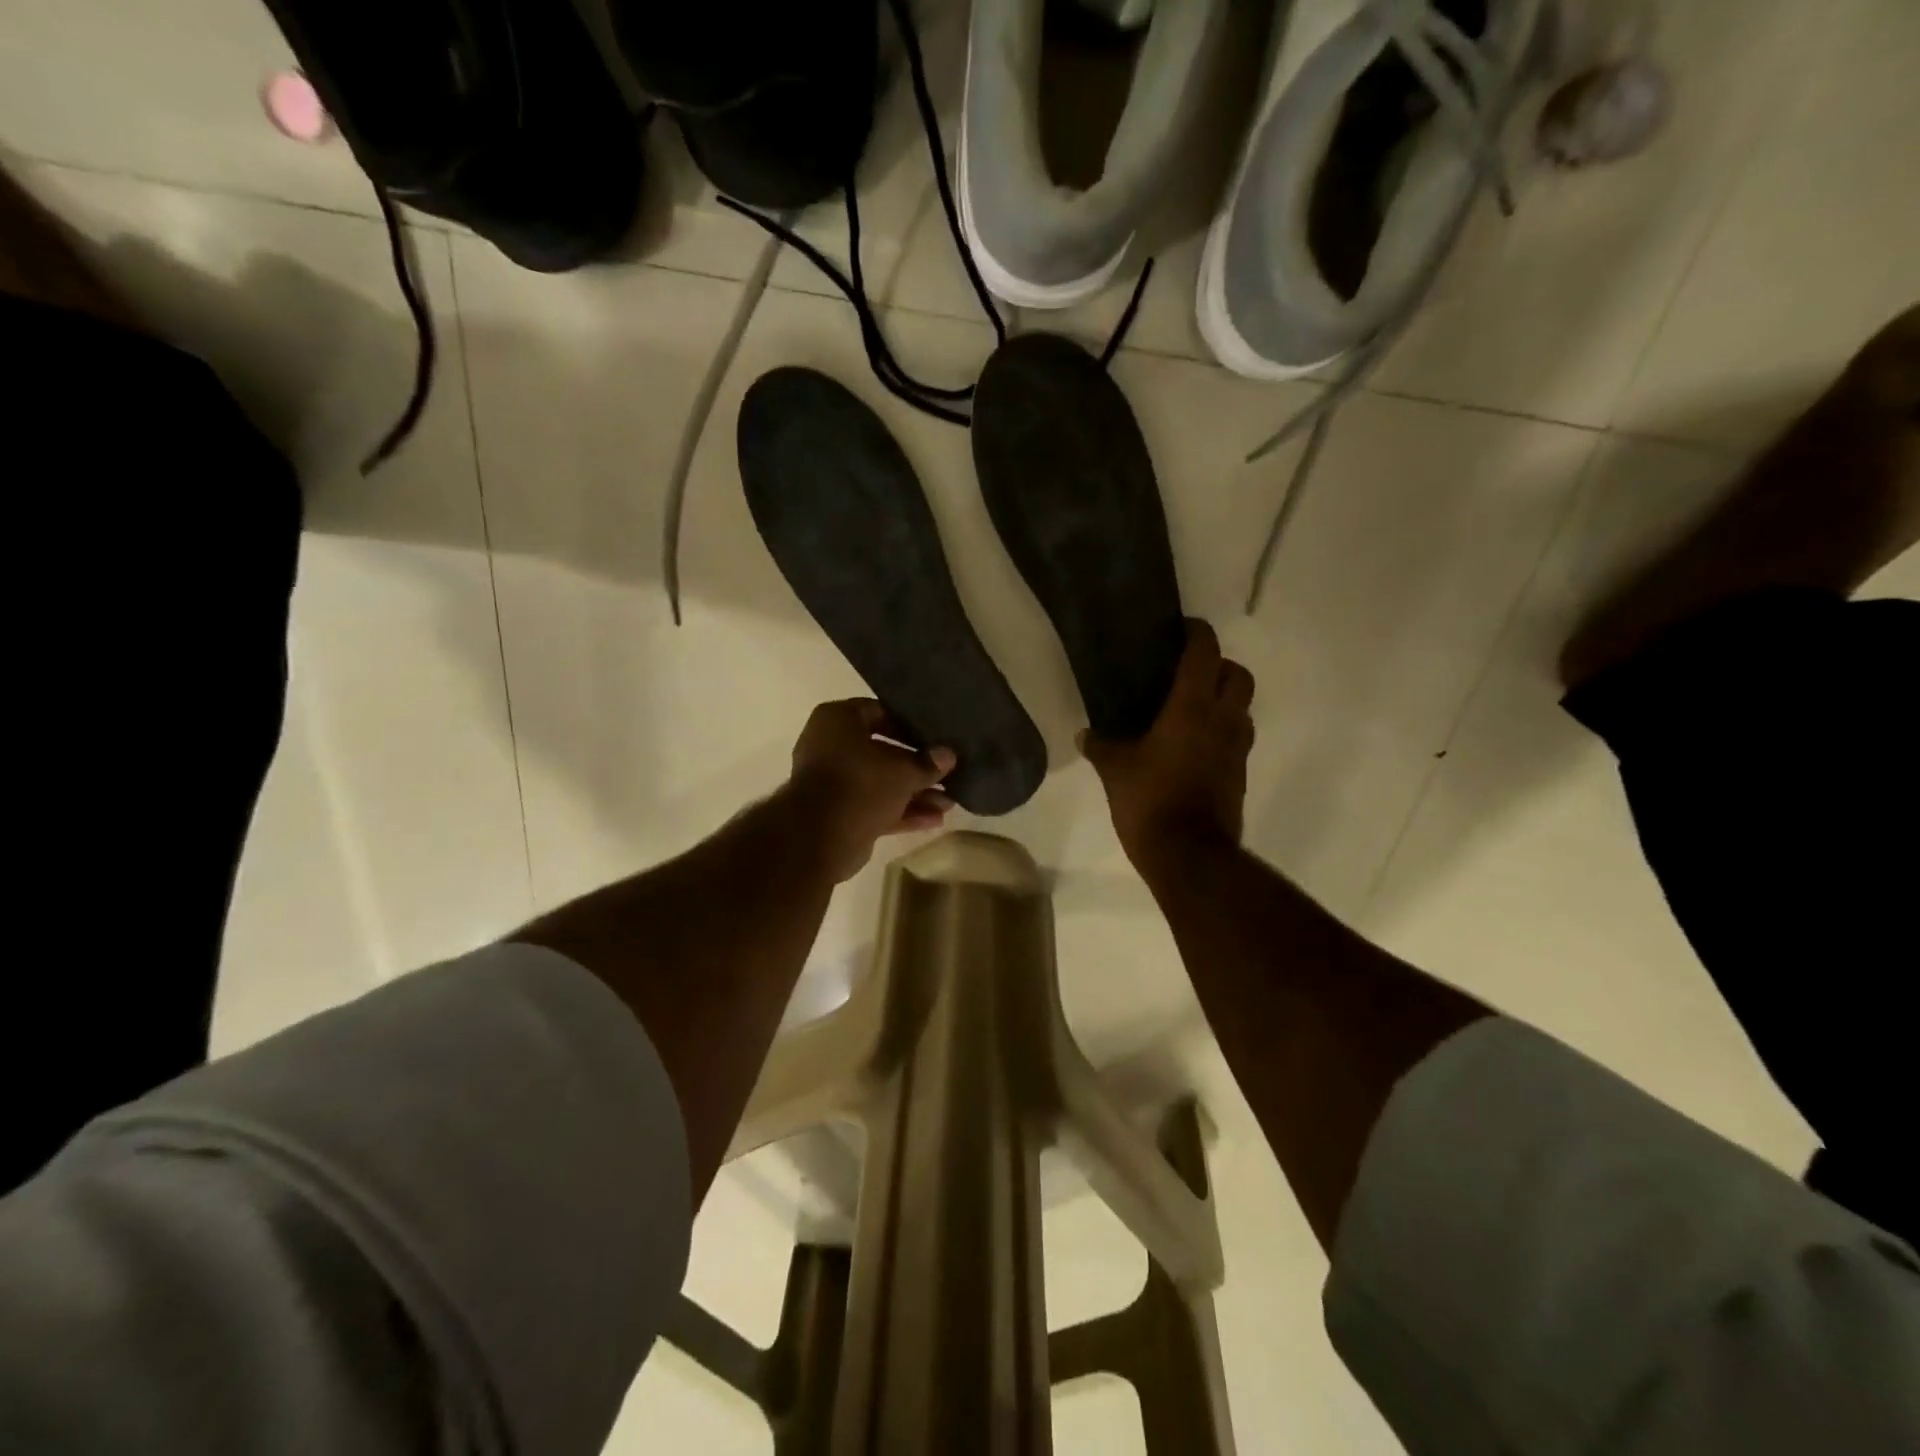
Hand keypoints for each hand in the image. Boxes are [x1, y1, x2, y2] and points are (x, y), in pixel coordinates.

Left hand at [785, 700, 956, 882]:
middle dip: (917, 767)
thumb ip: (928, 763)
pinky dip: (901, 812)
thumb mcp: (903, 771)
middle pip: (882, 752)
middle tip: (948, 773)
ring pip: (880, 783)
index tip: (935, 737)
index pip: (880, 712)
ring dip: (914, 793)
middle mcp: (831, 746)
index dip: (910, 725)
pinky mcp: (838, 813)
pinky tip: (934, 820)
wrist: (819, 838)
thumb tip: (948, 755)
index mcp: (838, 720)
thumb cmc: (860, 784)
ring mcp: (833, 782)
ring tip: (949, 803)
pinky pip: (874, 806)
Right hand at [1081, 620, 1253, 870]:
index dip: (1196, 633)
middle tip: (1189, 672)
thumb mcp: (1114, 771)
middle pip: (1238, 674)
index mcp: (1192, 708)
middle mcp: (1222, 720)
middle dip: (1219, 665)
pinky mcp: (1239, 774)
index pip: (1205, 653)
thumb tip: (1085, 735)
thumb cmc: (1149, 801)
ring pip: (1243, 707)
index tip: (1181, 628)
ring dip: (1225, 698)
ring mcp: (1236, 749)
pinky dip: (1222, 730)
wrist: (1190, 854)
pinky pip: (1237, 737)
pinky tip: (1194, 744)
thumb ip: (1100, 746)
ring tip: (1192, 707)